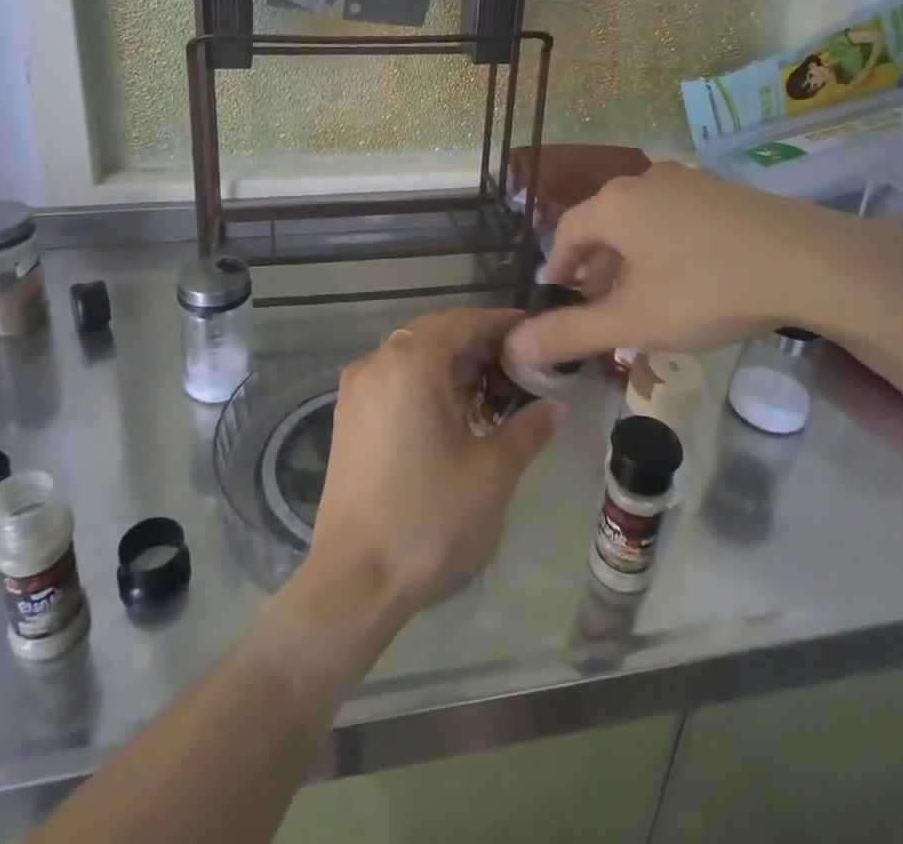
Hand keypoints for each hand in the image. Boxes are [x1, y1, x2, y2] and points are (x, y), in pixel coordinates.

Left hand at [306, 308, 561, 619]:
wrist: (356, 580)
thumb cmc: (429, 517)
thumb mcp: (491, 471)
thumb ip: (527, 429)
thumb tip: (555, 406)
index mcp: (410, 363)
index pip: (461, 322)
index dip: (498, 324)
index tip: (532, 332)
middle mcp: (376, 364)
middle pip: (434, 336)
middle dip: (477, 346)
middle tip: (519, 366)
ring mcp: (356, 391)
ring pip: (412, 359)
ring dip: (451, 367)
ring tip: (493, 392)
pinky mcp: (347, 419)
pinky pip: (393, 382)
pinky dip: (425, 385)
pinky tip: (454, 415)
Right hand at [506, 163, 882, 366]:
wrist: (810, 262)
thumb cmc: (705, 289)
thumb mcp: (633, 321)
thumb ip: (570, 333)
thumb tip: (514, 346)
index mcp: (614, 204)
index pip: (566, 231)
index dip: (557, 267)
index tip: (557, 298)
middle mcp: (644, 182)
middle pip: (603, 225)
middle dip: (594, 268)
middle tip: (597, 306)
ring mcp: (688, 182)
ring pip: (640, 222)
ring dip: (629, 260)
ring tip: (640, 299)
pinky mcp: (723, 192)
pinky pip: (674, 218)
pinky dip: (663, 248)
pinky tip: (685, 280)